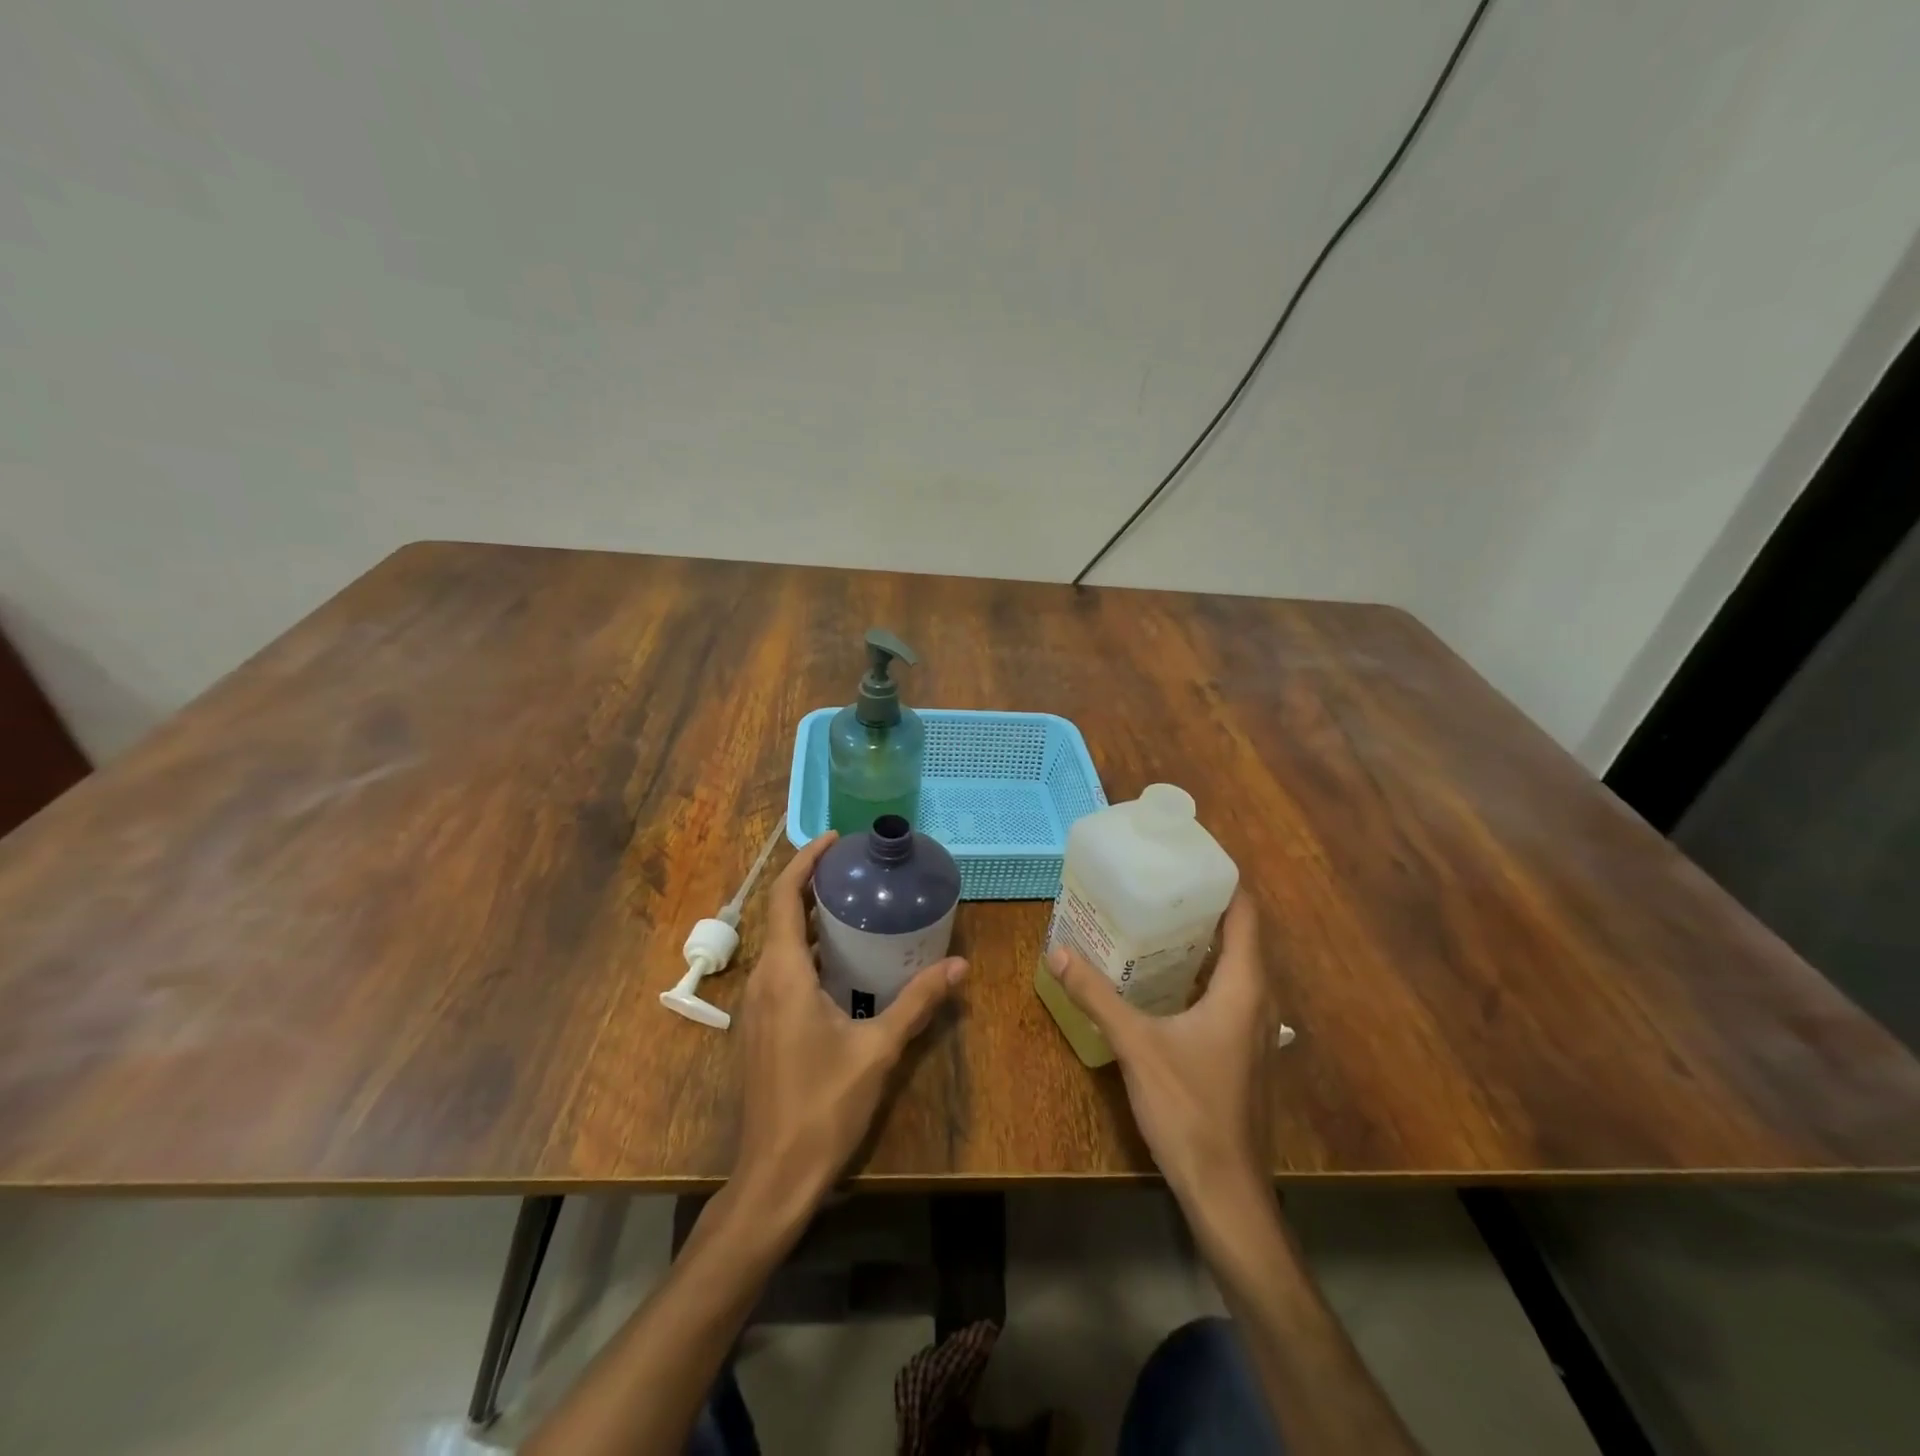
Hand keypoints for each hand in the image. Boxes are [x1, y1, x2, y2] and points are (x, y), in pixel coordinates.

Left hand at [733, 831, 966, 1214]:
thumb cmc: (823, 1106)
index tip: (836, 839)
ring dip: (811, 919)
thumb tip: (961, 966)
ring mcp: (756, 1007)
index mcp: (784, 974)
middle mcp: (762, 981)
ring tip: (856, 906)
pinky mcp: (760, 1028)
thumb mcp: (879, 1050)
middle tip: (859, 870)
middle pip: (782, 915)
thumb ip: (918, 1002)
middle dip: (814, 885)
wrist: (774, 1177)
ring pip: (781, 945)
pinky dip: (807, 950)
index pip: (786, 897)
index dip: (806, 861)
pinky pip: (781, 970)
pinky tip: (842, 963)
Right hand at [1049, 893, 1275, 1217]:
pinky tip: (1164, 977)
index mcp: (1243, 987)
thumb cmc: (1189, 1109)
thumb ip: (1096, 995)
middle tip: (1159, 881)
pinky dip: (1201, 973)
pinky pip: (1226, 993)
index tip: (1189, 856)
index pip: (1246, 915)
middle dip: (1205, 906)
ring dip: (1203, 941)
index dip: (1225, 881)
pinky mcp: (1242, 1051)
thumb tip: (1058, 951)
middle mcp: (1257, 1001)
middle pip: (1240, 936)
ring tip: (1156, 917)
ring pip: (1234, 967)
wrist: (1226, 1190)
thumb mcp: (1136, 1045)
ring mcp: (1254, 1030)